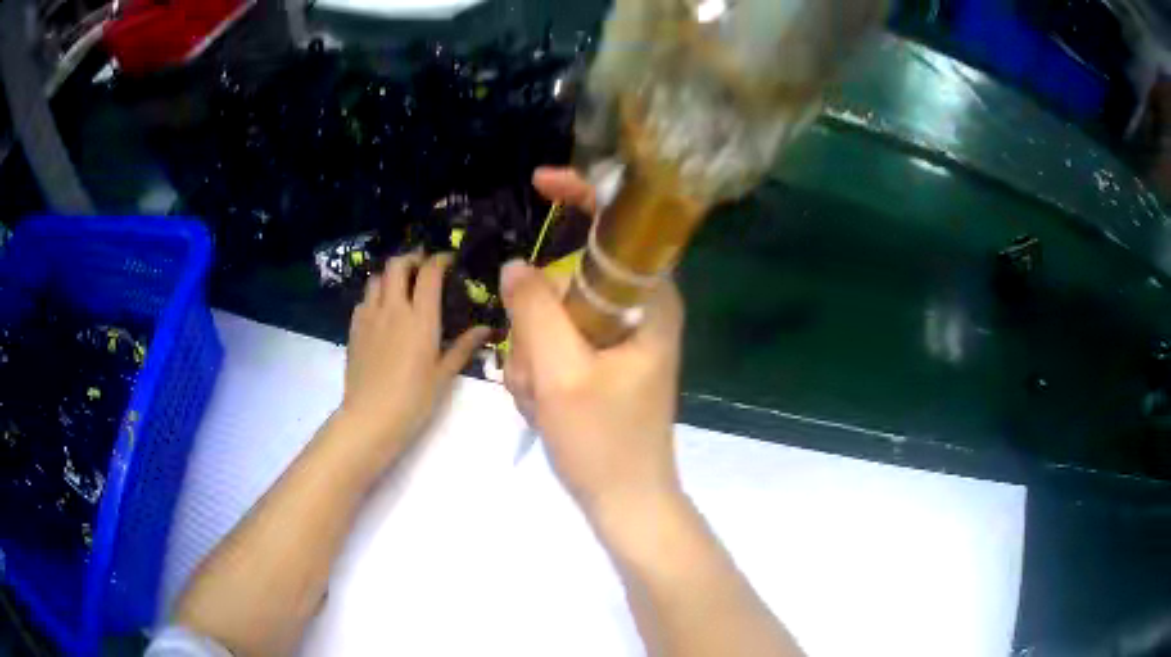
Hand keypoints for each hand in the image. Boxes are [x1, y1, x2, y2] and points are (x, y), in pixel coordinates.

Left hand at [342, 251, 489, 462]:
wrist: (371, 417)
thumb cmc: (414, 399)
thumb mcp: (444, 375)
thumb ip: (463, 347)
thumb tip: (486, 329)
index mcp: (421, 318)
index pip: (429, 272)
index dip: (440, 260)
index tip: (448, 261)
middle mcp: (393, 308)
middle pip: (397, 265)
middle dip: (412, 258)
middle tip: (423, 267)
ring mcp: (370, 316)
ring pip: (377, 278)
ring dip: (391, 275)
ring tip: (401, 286)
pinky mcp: (354, 328)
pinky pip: (364, 300)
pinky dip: (375, 296)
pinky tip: (382, 311)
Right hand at [502, 167, 684, 516]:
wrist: (625, 502)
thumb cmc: (604, 443)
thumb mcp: (561, 375)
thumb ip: (535, 311)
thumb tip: (515, 264)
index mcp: (649, 302)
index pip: (619, 226)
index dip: (582, 194)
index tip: (539, 182)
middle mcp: (640, 311)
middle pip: (571, 277)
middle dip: (537, 323)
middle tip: (536, 374)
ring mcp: (619, 338)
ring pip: (554, 315)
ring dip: (534, 356)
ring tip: (543, 401)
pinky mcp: (602, 361)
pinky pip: (556, 344)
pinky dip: (539, 372)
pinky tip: (545, 408)